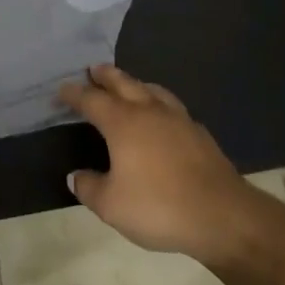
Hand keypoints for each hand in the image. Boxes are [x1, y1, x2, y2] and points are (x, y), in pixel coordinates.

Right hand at [58, 66, 272, 264]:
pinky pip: (171, 106)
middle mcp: (149, 111)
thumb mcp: (111, 206)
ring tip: (128, 84)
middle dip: (106, 75)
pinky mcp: (199, 133)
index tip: (62, 89)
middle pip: (124, 83)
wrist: (222, 215)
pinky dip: (158, 102)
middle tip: (94, 69)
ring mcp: (178, 119)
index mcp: (123, 123)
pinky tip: (161, 115)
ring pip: (152, 90)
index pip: (92, 100)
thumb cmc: (159, 206)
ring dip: (135, 83)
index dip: (75, 94)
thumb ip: (89, 188)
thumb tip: (76, 175)